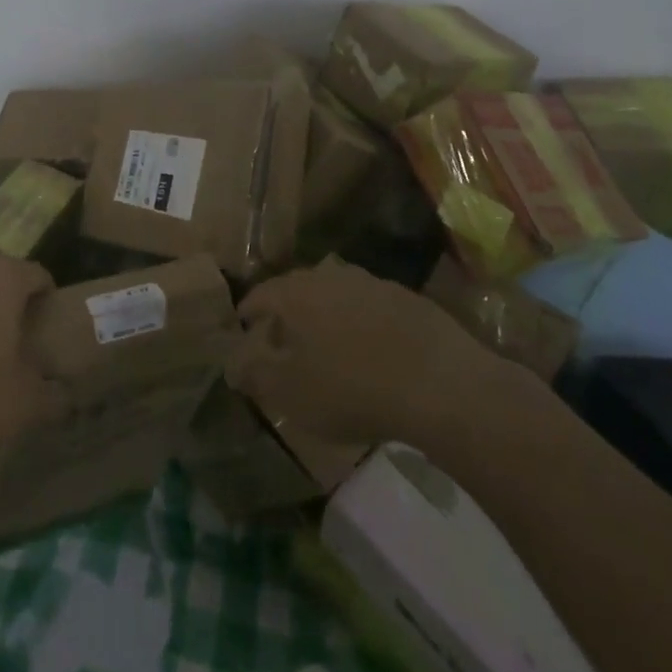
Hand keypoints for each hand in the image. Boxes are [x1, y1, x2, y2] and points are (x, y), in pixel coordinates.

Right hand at [225, 257, 512, 448]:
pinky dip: (360, 322)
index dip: (249, 311)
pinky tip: (369, 348)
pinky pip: (369, 306)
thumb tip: (233, 366)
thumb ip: (257, 377)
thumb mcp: (292, 394)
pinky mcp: (406, 298)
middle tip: (281, 337)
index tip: (243, 324)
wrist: (438, 383)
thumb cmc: (351, 388)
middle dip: (286, 311)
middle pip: (298, 289)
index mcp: (296, 294)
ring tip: (325, 343)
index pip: (262, 294)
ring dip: (325, 314)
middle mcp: (330, 277)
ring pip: (335, 294)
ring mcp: (371, 284)